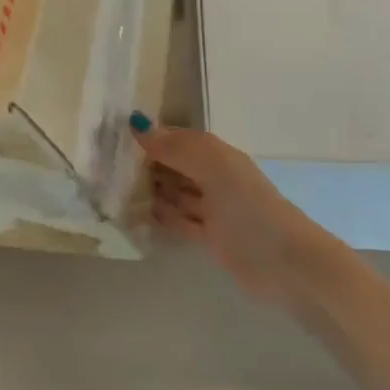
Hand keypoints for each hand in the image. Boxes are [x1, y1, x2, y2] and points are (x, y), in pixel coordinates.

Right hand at [132, 118, 351, 307]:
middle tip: (102, 165)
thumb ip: (176, 148)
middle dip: (144, 163)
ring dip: (148, 190)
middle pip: (173, 165)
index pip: (176, 139)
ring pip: (173, 193)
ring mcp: (212, 209)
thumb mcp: (214, 170)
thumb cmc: (250, 210)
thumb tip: (136, 124)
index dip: (149, 136)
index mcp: (217, 155)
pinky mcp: (209, 238)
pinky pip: (177, 221)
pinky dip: (159, 217)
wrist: (287, 265)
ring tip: (111, 189)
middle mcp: (213, 178)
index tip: (110, 137)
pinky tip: (133, 215)